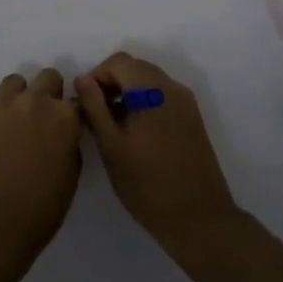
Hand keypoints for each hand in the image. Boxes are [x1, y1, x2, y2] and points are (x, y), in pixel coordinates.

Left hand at [0, 69, 82, 266]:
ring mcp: (2, 103)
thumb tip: (62, 135)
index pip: (76, 100)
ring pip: (14, 82)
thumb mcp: (70, 178)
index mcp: (64, 117)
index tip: (65, 126)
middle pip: (47, 77)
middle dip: (47, 93)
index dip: (71, 114)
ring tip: (10, 124)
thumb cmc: (39, 210)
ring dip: (17, 98)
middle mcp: (35, 100)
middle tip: (39, 119)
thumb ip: (69, 145)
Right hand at [76, 53, 238, 248]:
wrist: (199, 220)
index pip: (118, 61)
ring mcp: (186, 102)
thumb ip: (94, 107)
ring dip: (127, 94)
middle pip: (135, 68)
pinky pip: (162, 97)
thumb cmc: (148, 185)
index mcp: (152, 90)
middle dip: (111, 84)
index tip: (86, 106)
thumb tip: (82, 79)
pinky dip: (144, 103)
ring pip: (148, 82)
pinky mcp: (192, 118)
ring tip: (114, 127)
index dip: (96, 77)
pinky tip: (136, 134)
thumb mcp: (111, 147)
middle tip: (97, 116)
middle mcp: (172, 87)